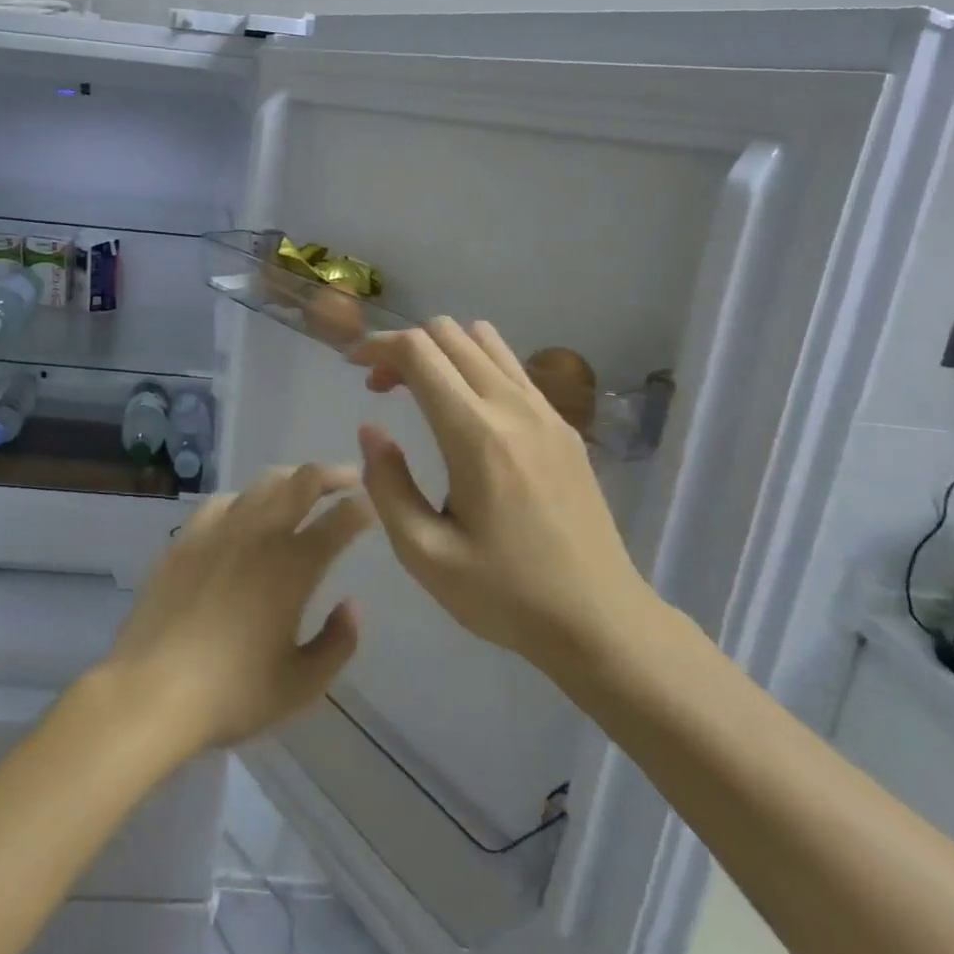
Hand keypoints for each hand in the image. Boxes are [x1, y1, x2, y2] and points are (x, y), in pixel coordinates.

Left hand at [101, 464, 371, 757]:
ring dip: (290, 478)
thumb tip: (352, 605)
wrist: (151, 690)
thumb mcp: (301, 684)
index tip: (371, 506)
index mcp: (294, 566)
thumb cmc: (232, 693)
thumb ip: (338, 642)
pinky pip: (221, 502)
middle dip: (331, 474)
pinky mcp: (185, 539)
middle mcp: (259, 535)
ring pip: (261, 484)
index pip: (338, 521)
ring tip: (301, 485)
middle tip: (348, 477)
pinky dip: (244, 497)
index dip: (360, 509)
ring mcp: (217, 531)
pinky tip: (245, 508)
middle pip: (301, 483)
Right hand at [351, 319, 662, 671]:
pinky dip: (475, 365)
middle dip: (404, 347)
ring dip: (442, 351)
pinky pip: (512, 367)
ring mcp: (546, 412)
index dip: (377, 346)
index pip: (419, 352)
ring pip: (485, 340)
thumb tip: (371, 429)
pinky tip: (465, 411)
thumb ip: (387, 485)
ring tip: (421, 392)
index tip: (352, 366)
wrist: (601, 620)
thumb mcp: (424, 554)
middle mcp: (513, 407)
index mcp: (476, 436)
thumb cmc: (505, 595)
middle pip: (450, 333)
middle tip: (381, 388)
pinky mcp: (564, 426)